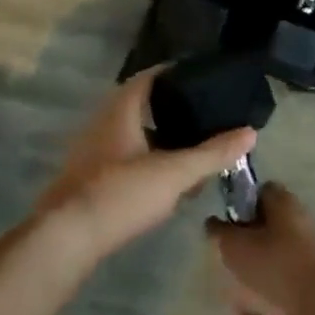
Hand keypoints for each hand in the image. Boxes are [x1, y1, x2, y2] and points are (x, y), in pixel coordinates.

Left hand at [32, 67, 256, 266]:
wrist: (63, 241)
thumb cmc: (120, 194)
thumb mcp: (174, 173)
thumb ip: (212, 153)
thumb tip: (250, 132)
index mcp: (120, 110)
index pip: (149, 77)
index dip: (174, 73)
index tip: (200, 77)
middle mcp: (101, 123)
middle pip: (139, 105)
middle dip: (170, 109)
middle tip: (202, 115)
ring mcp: (90, 152)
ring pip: (131, 135)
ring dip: (158, 139)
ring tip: (189, 150)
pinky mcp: (86, 180)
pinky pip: (122, 158)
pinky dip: (145, 161)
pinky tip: (162, 182)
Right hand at [209, 184, 314, 314]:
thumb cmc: (276, 267)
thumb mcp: (236, 246)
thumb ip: (220, 234)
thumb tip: (213, 223)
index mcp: (284, 204)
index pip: (260, 192)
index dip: (239, 204)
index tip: (222, 225)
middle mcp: (297, 225)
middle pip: (263, 231)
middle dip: (241, 251)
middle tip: (224, 268)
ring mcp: (305, 259)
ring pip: (269, 264)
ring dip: (250, 281)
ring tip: (235, 301)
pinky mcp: (309, 291)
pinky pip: (280, 292)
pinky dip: (264, 304)